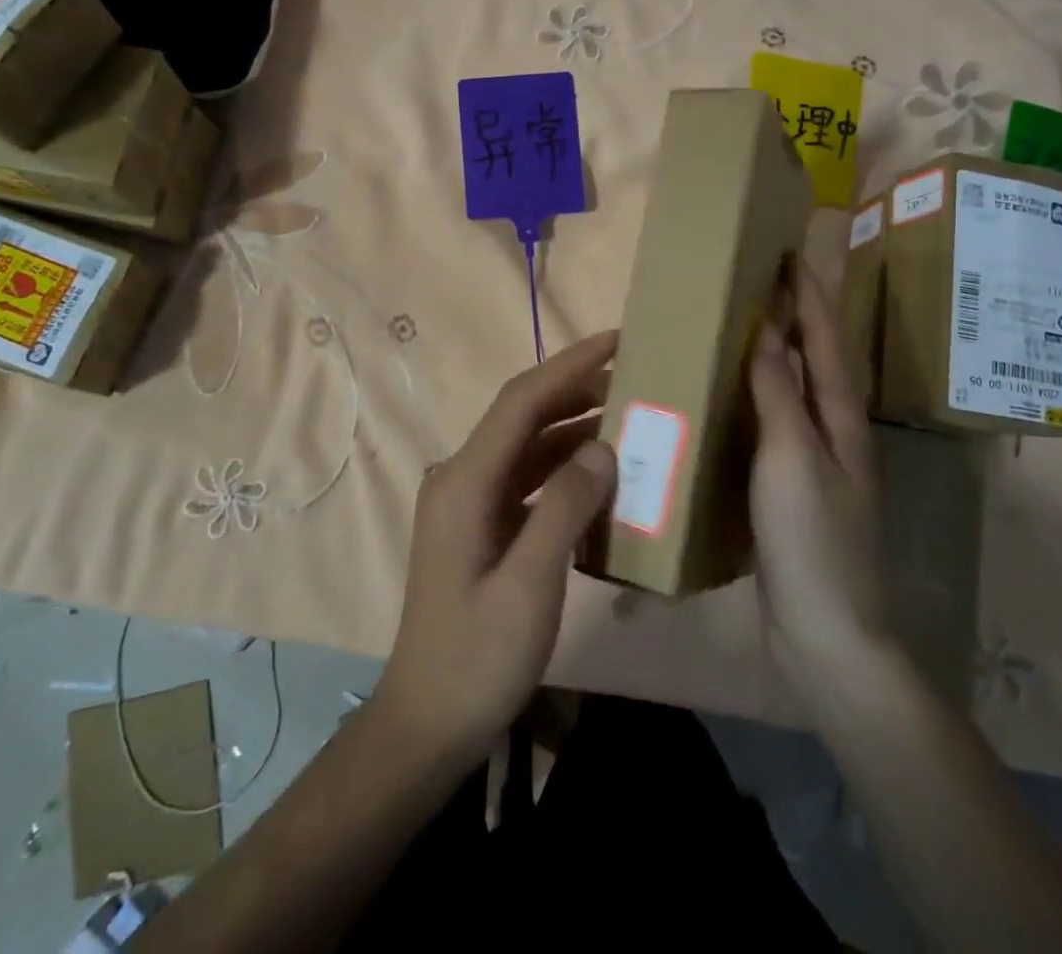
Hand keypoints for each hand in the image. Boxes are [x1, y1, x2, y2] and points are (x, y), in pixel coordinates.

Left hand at [371, 330, 618, 772]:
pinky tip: (599, 469)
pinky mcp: (481, 524)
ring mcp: (469, 501)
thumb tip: (603, 447)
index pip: (522, 401)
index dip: (569, 365)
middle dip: (576, 387)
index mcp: (465, 482)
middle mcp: (461, 477)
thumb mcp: (530, 587)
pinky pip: (527, 477)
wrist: (428, 723)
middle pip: (522, 415)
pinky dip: (563, 464)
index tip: (617, 339)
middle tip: (633, 372)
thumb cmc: (477, 659)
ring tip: (627, 411)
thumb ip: (565, 509)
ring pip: (526, 444)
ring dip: (572, 425)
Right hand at [748, 264, 891, 706]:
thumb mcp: (792, 458)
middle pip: (815, 362)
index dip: (809, 296)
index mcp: (841, 419)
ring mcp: (812, 465)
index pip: (826, 341)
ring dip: (774, 356)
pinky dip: (754, 401)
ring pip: (793, 394)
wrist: (827, 636)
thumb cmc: (813, 540)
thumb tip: (767, 329)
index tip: (790, 253)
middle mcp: (832, 434)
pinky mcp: (788, 492)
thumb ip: (779, 393)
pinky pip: (770, 428)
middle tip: (760, 282)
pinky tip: (727, 401)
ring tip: (739, 328)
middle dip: (795, 318)